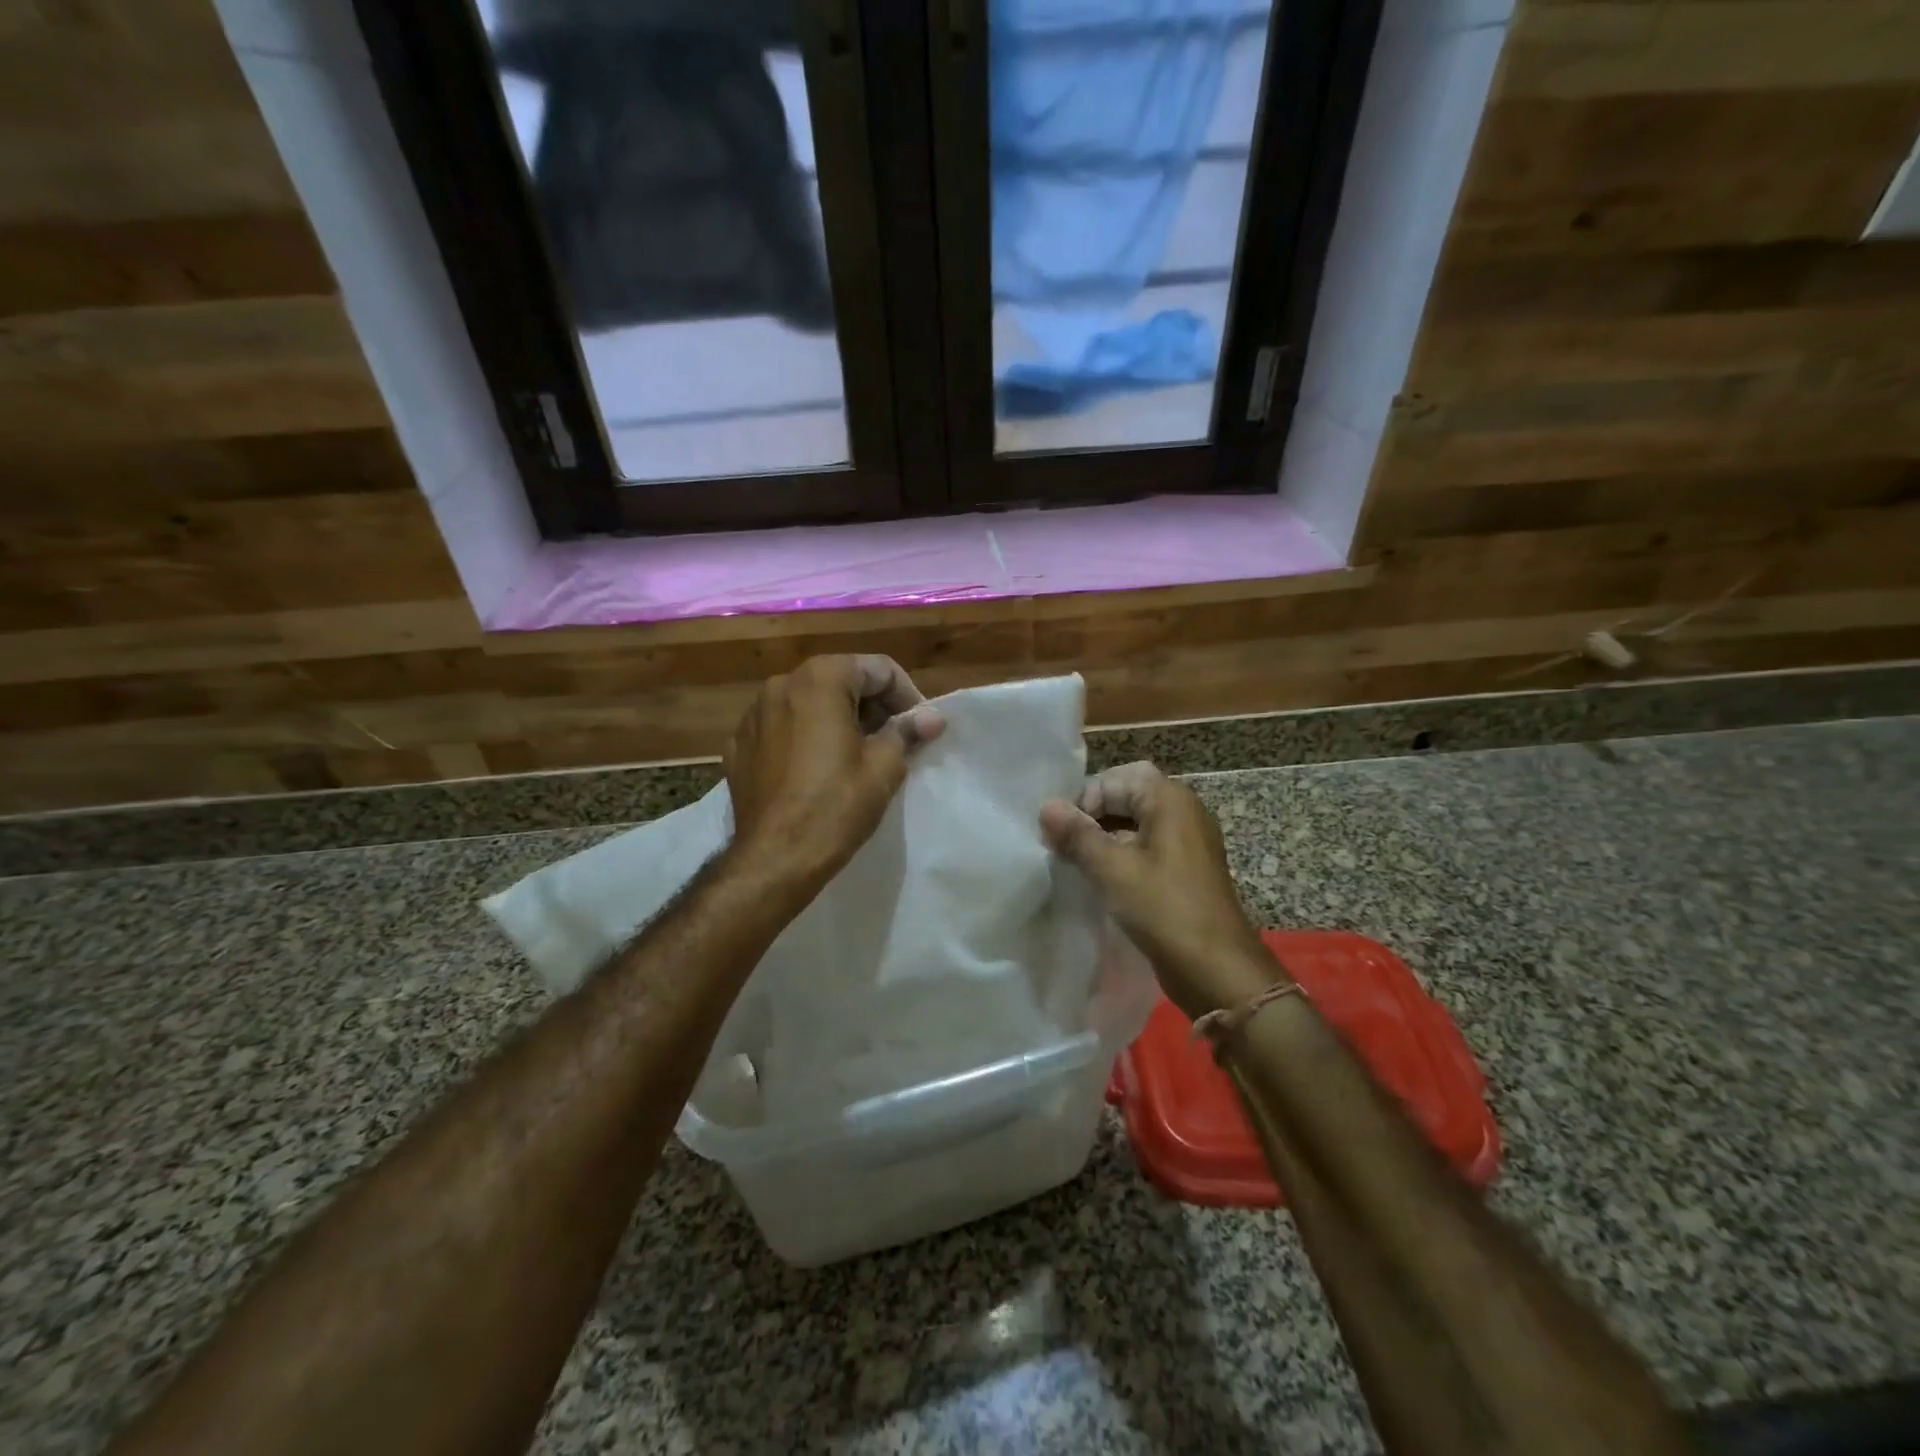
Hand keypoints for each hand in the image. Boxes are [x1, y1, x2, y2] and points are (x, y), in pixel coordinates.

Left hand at [724, 655, 944, 901]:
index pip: (878, 669)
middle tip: (894, 739)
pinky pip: (782, 728)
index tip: (919, 727)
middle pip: (840, 679)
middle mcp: (781, 684)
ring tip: (858, 754)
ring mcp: (753, 714)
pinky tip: (818, 768)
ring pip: (808, 702)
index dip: (906, 695)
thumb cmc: (836, 806)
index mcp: (819, 679)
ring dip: (838, 718)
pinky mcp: (739, 745)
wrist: (774, 858)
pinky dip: (805, 737)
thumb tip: (933, 717)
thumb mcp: (884, 767)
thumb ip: (907, 731)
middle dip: (872, 705)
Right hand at [1040, 762, 1278, 1018]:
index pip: (1115, 778)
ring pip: (1135, 824)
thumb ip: (1077, 835)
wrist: (1216, 968)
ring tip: (1074, 863)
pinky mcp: (1185, 869)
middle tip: (1061, 845)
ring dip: (1103, 838)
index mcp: (1170, 800)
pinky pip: (1146, 848)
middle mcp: (1183, 811)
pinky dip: (1121, 856)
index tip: (1059, 832)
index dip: (1083, 799)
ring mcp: (1187, 842)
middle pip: (1126, 796)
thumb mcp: (1112, 869)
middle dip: (1091, 817)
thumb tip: (1047, 807)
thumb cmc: (1163, 909)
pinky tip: (1099, 880)